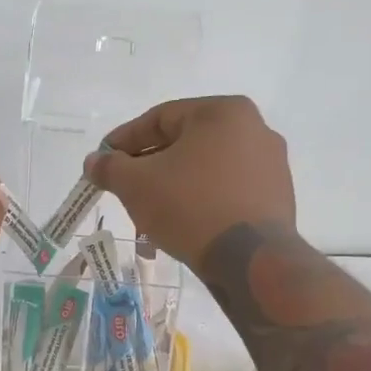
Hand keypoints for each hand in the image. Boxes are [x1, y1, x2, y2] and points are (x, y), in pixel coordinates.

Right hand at [84, 96, 295, 264]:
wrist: (250, 258)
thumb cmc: (190, 206)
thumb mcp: (137, 184)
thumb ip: (110, 168)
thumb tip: (94, 162)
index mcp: (223, 112)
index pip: (160, 118)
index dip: (124, 140)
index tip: (103, 161)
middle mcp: (254, 129)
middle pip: (185, 143)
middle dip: (149, 166)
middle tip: (124, 187)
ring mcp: (270, 165)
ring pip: (206, 169)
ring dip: (173, 186)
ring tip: (149, 212)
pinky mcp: (276, 197)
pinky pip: (226, 191)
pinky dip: (200, 201)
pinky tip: (181, 223)